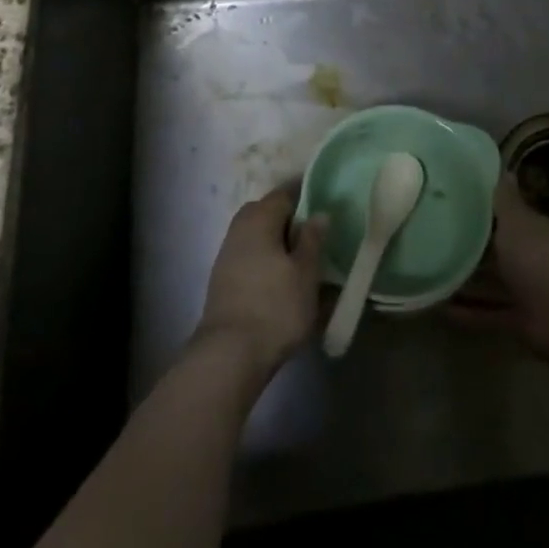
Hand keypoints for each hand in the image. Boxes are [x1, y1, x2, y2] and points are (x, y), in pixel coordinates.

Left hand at [194, 185, 328, 378]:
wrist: (230, 354)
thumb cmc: (276, 306)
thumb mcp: (306, 272)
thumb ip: (313, 238)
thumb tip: (318, 213)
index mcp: (259, 218)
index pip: (285, 193)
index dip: (306, 195)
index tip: (326, 204)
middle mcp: (239, 228)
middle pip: (267, 212)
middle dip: (290, 219)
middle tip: (314, 234)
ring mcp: (227, 254)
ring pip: (257, 236)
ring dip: (277, 242)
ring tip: (301, 260)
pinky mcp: (222, 279)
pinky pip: (250, 256)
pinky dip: (266, 260)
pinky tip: (280, 279)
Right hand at [448, 176, 548, 358]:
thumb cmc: (538, 258)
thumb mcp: (516, 222)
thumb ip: (505, 199)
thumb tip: (504, 167)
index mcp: (532, 229)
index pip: (506, 214)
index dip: (481, 208)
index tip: (451, 202)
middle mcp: (531, 257)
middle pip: (497, 248)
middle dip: (470, 245)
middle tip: (433, 238)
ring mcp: (527, 290)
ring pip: (492, 282)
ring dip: (467, 281)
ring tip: (431, 275)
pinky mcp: (520, 321)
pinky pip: (489, 314)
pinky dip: (469, 313)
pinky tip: (440, 310)